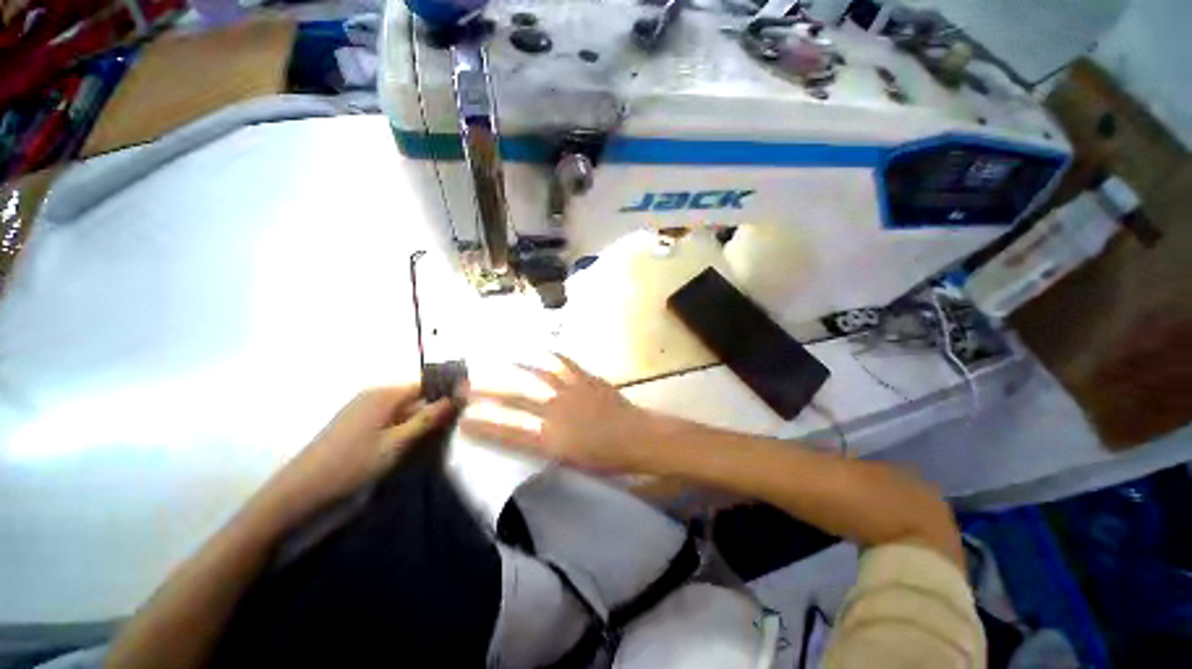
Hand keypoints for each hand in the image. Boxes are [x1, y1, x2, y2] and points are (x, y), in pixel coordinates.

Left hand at [258, 386, 453, 523]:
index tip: (462, 404)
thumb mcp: (396, 444)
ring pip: (403, 405)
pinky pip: (390, 413)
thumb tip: (454, 398)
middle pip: (414, 393)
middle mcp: (374, 393)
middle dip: (432, 406)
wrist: (301, 488)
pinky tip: (407, 439)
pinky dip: (403, 423)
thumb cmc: (352, 464)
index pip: (425, 383)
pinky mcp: (356, 418)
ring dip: (418, 416)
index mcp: (384, 394)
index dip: (445, 391)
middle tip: (449, 425)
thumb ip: (426, 419)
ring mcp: (363, 405)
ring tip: (431, 435)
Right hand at [461, 354, 654, 472]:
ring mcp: (571, 392)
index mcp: (552, 440)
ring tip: (493, 362)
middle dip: (487, 392)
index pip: (509, 433)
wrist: (637, 437)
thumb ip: (546, 448)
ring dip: (512, 369)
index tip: (462, 421)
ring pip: (536, 375)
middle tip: (464, 386)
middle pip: (515, 399)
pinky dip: (549, 357)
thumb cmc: (607, 459)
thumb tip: (526, 436)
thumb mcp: (571, 463)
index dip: (483, 427)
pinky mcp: (586, 379)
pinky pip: (564, 364)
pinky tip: (538, 351)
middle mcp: (556, 412)